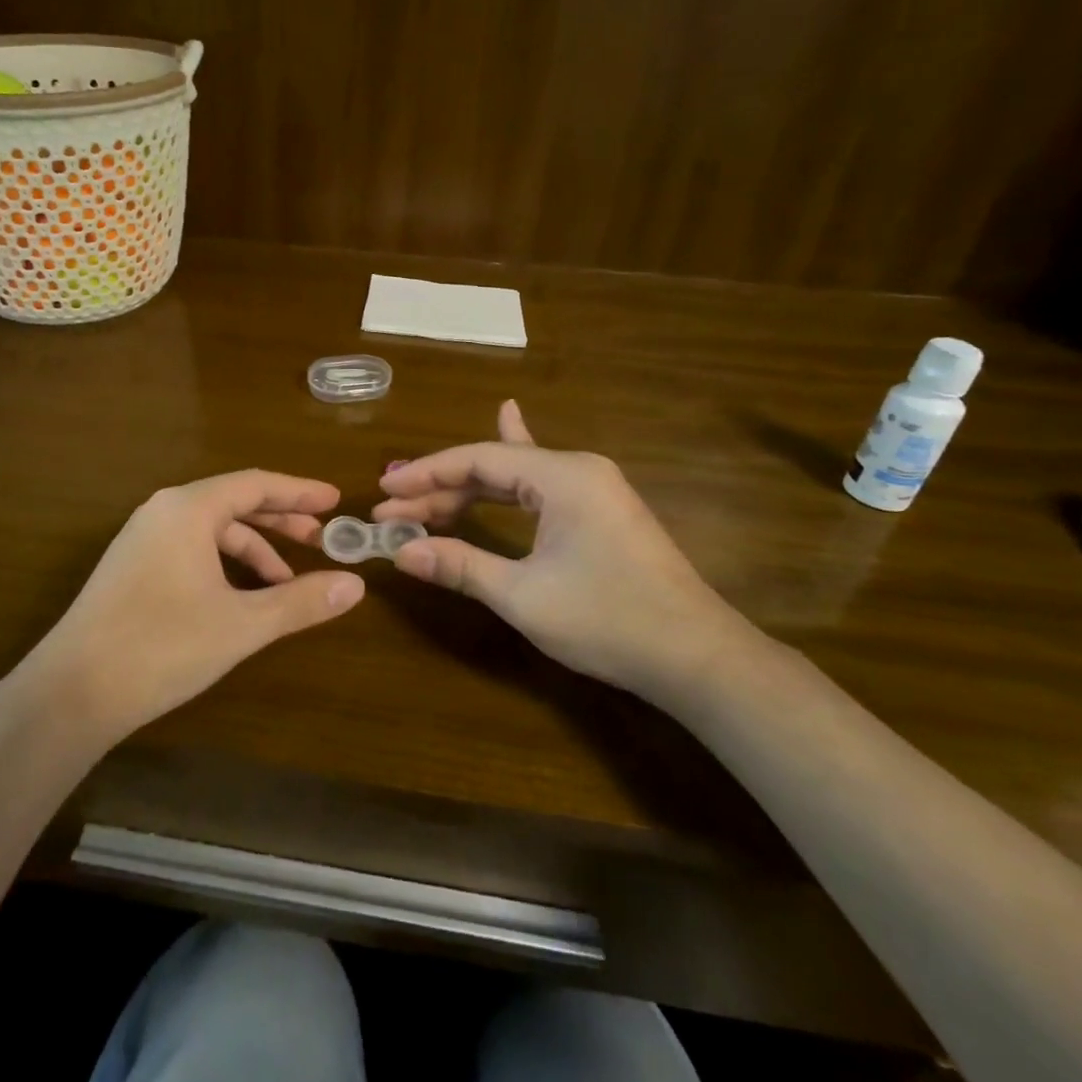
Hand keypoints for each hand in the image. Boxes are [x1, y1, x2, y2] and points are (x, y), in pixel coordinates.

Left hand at [29, 471, 364, 740]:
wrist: (73, 690)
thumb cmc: (163, 646)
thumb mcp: (242, 624)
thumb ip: (300, 601)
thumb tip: (355, 585)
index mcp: (188, 508)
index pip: (256, 484)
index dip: (299, 491)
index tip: (336, 501)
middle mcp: (163, 511)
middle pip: (234, 502)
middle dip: (281, 520)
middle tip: (322, 539)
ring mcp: (143, 538)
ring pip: (211, 530)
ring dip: (253, 549)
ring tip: (286, 583)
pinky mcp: (132, 566)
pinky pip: (191, 548)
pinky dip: (224, 564)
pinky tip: (241, 597)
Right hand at [373, 401, 752, 700]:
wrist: (698, 659)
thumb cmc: (609, 621)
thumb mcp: (524, 596)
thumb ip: (460, 566)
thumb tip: (400, 553)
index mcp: (562, 476)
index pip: (477, 460)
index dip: (425, 474)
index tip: (384, 491)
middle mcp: (578, 469)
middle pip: (493, 466)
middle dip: (440, 488)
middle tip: (393, 510)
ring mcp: (594, 488)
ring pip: (515, 478)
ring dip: (468, 491)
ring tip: (421, 497)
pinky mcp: (600, 511)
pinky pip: (540, 485)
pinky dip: (509, 477)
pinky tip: (508, 422)